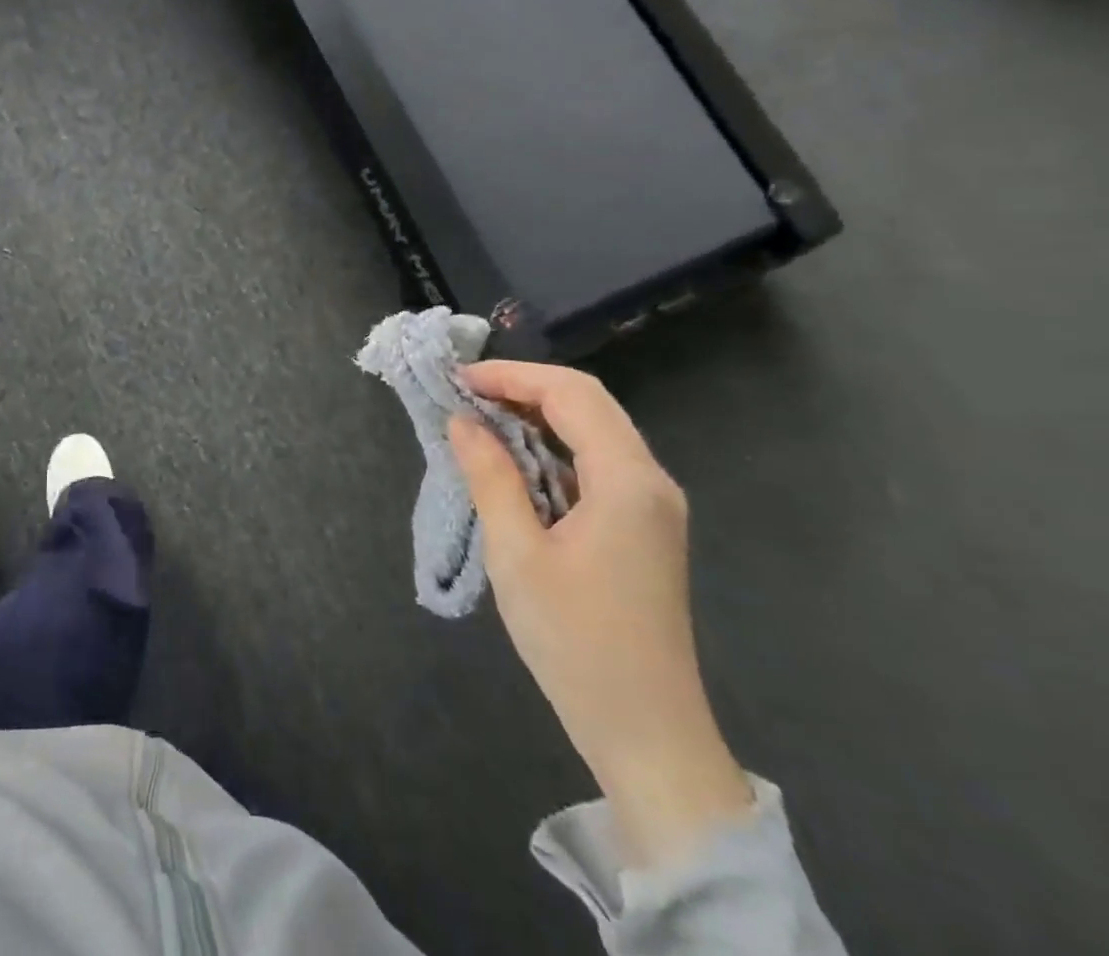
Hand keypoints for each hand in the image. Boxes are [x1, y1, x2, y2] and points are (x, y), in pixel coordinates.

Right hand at [450, 361, 751, 868]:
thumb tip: (462, 422)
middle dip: (523, 387)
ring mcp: (651, 506)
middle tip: (463, 394)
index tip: (458, 381)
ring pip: (593, 431)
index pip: (572, 394)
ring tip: (478, 419)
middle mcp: (650, 481)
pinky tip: (513, 461)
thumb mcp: (518, 554)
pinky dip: (551, 447)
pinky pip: (595, 463)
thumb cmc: (577, 642)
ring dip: (536, 415)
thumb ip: (490, 477)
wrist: (647, 734)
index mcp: (628, 481)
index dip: (512, 375)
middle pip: (587, 403)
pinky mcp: (642, 528)